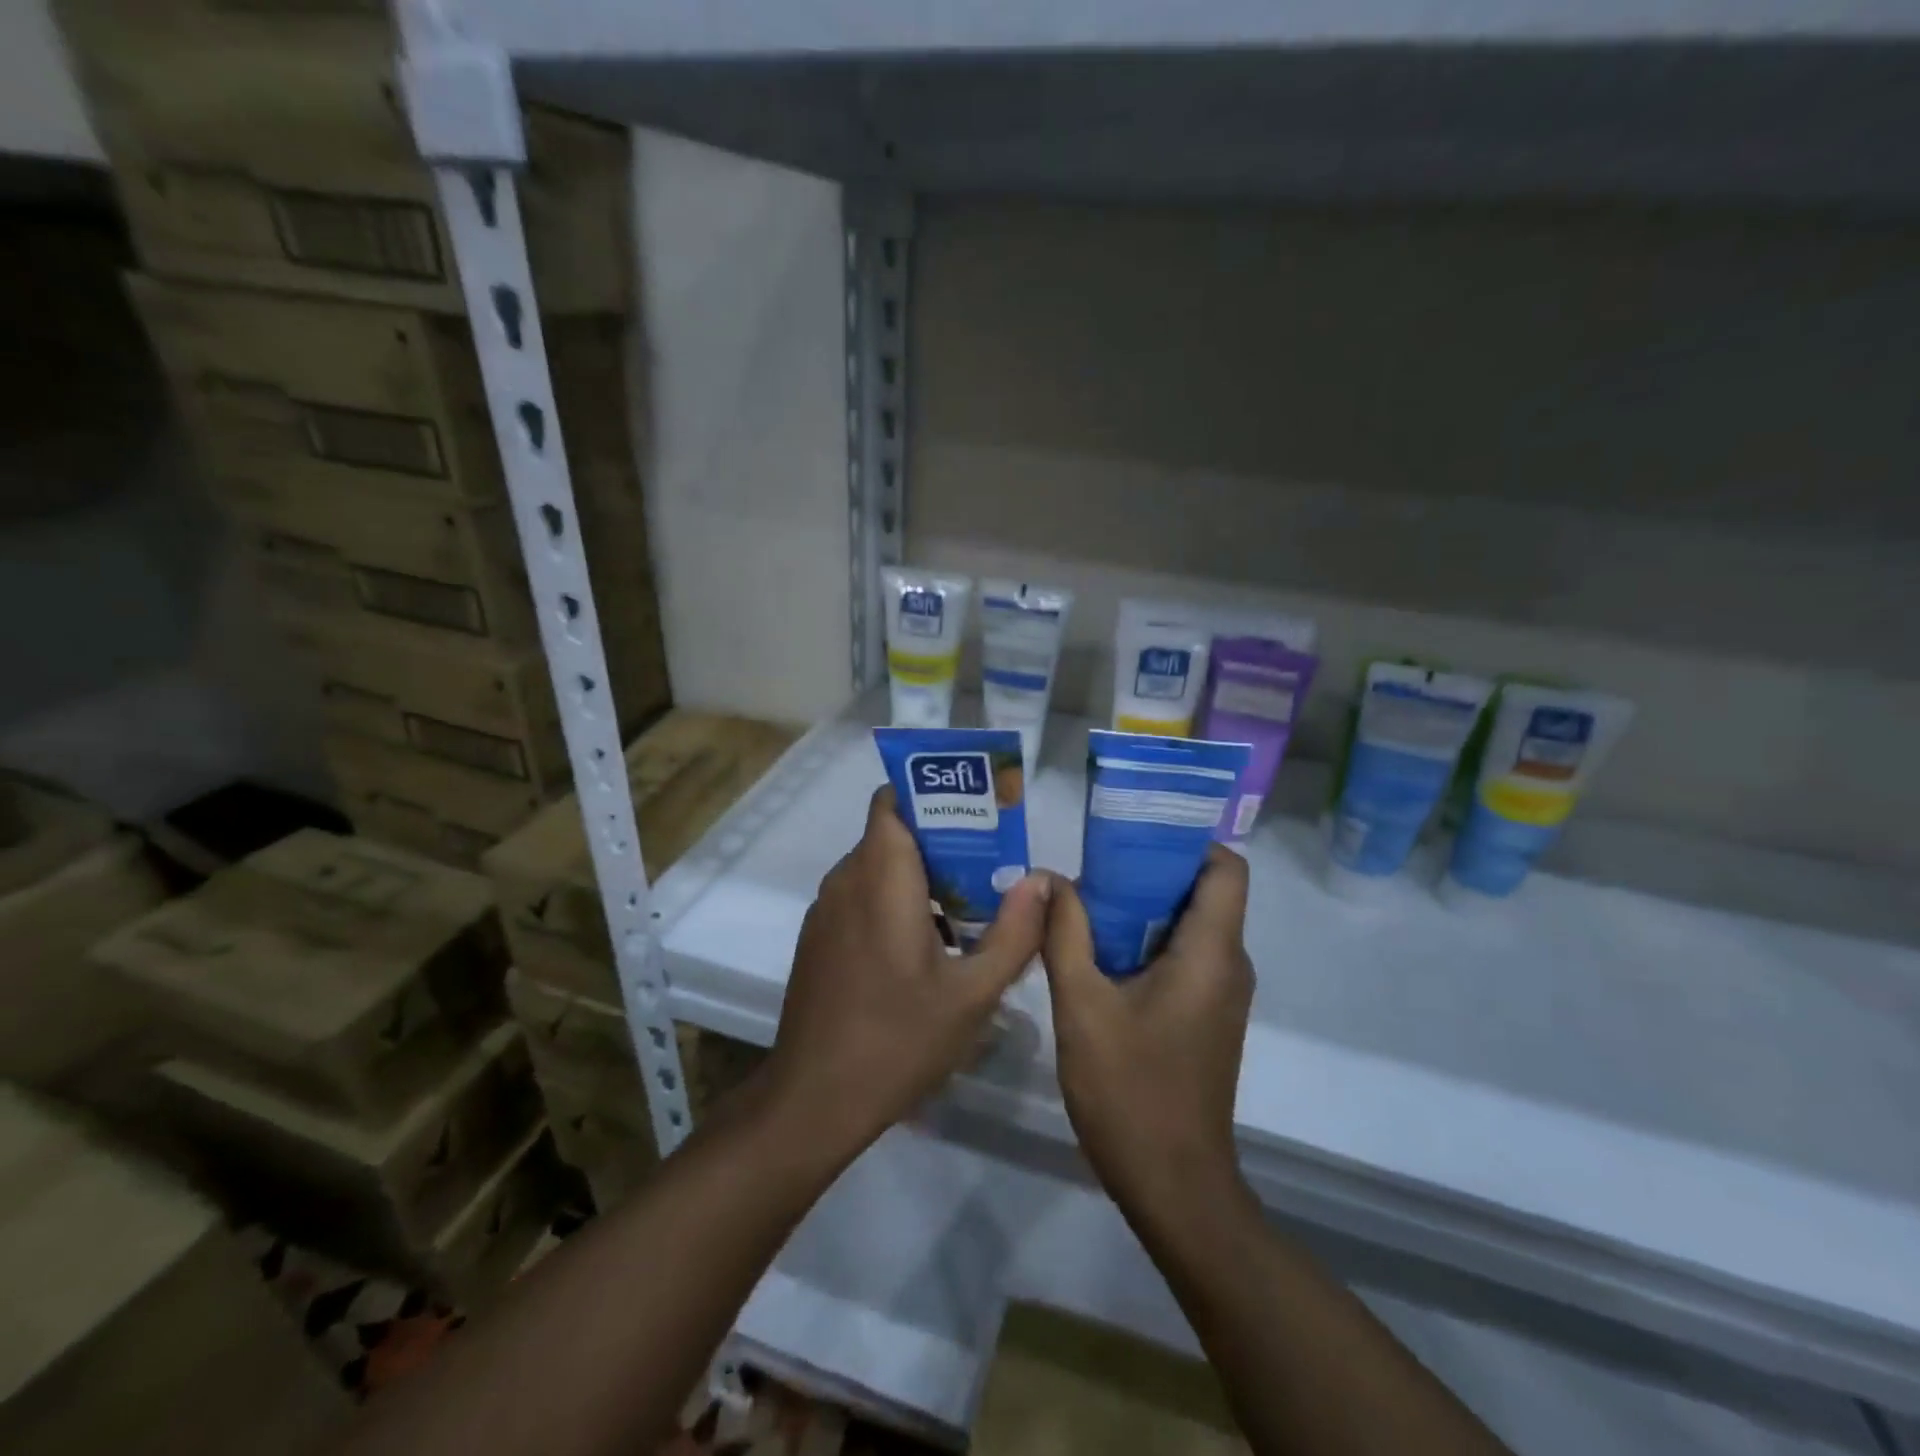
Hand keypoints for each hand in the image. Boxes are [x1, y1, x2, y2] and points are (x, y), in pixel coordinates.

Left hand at [763, 785, 1049, 1162]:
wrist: (814, 1100)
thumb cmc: (898, 1039)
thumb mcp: (973, 993)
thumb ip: (1014, 931)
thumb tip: (1043, 880)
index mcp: (880, 878)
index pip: (892, 800)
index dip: (931, 795)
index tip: (976, 811)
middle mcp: (846, 880)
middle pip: (892, 832)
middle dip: (940, 839)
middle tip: (991, 863)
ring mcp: (827, 910)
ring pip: (876, 866)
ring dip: (919, 874)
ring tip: (970, 904)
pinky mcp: (820, 938)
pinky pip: (861, 896)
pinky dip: (895, 899)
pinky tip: (930, 943)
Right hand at [1041, 845, 1254, 1217]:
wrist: (1173, 1187)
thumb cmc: (1131, 1092)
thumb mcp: (1083, 1005)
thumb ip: (1065, 934)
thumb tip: (1049, 876)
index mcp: (1212, 953)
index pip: (1226, 868)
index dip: (1187, 840)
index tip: (1133, 830)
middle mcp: (1229, 966)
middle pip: (1203, 891)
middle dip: (1149, 868)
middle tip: (1091, 860)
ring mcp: (1220, 995)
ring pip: (1190, 925)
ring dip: (1143, 906)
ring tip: (1086, 898)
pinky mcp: (1205, 1017)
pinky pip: (1184, 956)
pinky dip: (1147, 940)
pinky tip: (1098, 949)